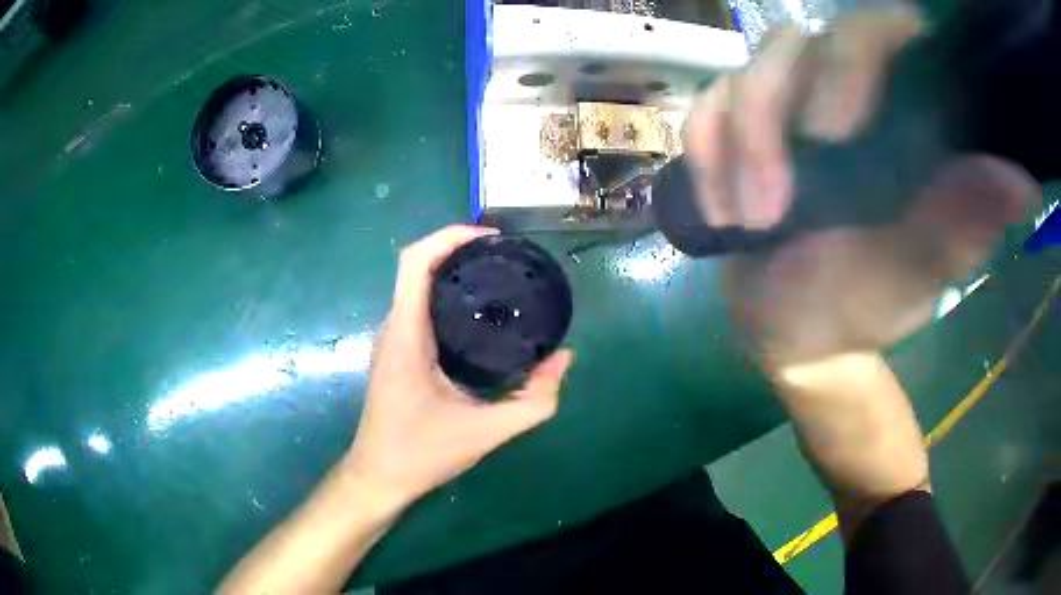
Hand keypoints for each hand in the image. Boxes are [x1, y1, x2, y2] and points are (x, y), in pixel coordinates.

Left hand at [343, 225, 574, 507]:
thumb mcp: (486, 432)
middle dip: (459, 250)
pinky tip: (479, 316)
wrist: (378, 477)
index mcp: (407, 335)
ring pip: (417, 287)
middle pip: (418, 267)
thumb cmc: (421, 454)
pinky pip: (418, 308)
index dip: (450, 236)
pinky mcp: (396, 354)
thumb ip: (533, 400)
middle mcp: (394, 328)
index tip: (492, 238)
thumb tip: (564, 360)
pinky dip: (447, 297)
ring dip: (452, 272)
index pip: (415, 261)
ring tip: (498, 278)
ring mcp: (392, 340)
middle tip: (506, 258)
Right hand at [684, 6, 1037, 367]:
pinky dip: (705, 154)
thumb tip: (1021, 181)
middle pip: (800, 41)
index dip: (859, 51)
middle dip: (774, 116)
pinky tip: (722, 210)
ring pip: (746, 72)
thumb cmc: (860, 309)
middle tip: (774, 204)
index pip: (885, 31)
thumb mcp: (912, 275)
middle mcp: (847, 92)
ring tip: (750, 221)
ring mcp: (789, 104)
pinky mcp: (742, 124)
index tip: (835, 130)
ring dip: (738, 147)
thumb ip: (959, 226)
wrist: (794, 332)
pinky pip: (707, 106)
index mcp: (903, 119)